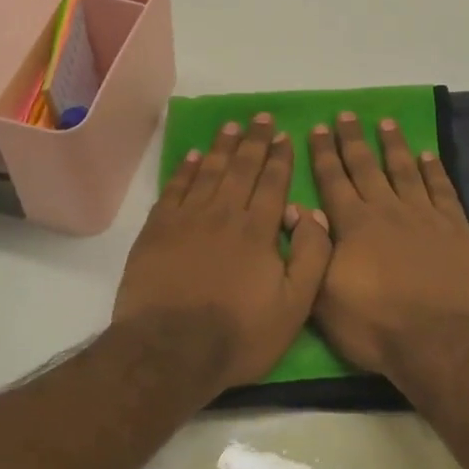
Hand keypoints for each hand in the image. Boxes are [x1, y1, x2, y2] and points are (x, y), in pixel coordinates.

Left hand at [114, 115, 332, 389]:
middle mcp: (224, 214)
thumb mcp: (295, 306)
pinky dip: (184, 170)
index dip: (280, 158)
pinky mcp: (157, 230)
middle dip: (254, 142)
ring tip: (231, 126)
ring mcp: (187, 219)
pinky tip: (191, 157)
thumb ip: (311, 257)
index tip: (284, 135)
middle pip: (241, 169)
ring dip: (221, 147)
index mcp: (258, 230)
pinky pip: (174, 189)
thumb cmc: (239, 334)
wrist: (171, 350)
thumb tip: (311, 213)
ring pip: (207, 172)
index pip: (273, 183)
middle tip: (260, 118)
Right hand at [308, 112, 468, 377]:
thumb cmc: (374, 325)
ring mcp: (424, 217)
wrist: (438, 341)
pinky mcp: (455, 229)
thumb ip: (314, 251)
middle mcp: (387, 211)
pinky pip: (442, 190)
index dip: (324, 154)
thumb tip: (304, 212)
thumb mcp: (324, 297)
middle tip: (346, 115)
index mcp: (353, 226)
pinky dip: (434, 171)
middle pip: (366, 167)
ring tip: (385, 123)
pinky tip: (428, 155)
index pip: (333, 181)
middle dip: (352, 140)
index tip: (317, 128)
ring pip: (405, 171)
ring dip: (393, 146)